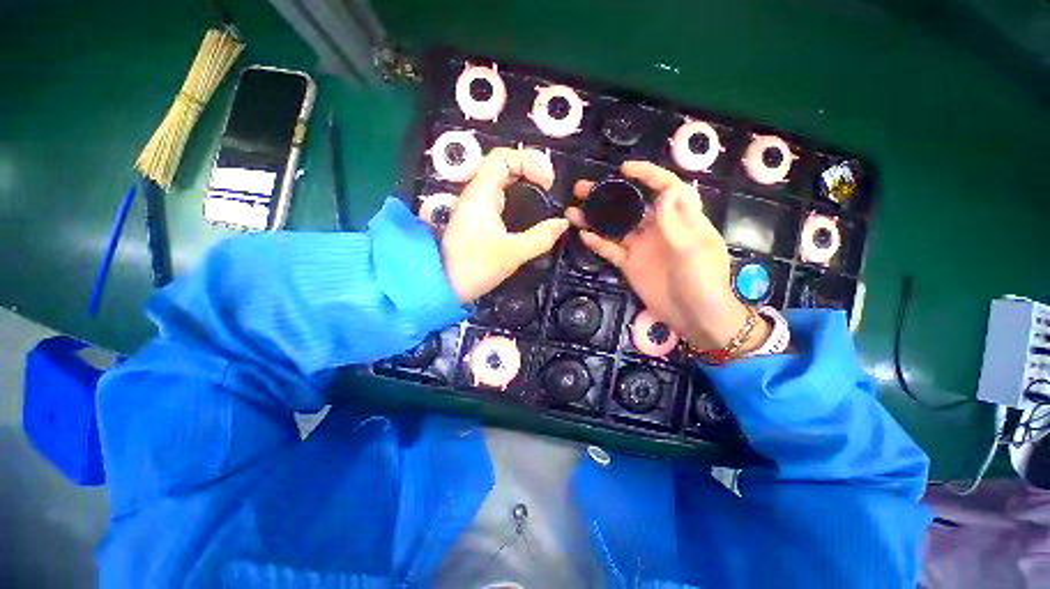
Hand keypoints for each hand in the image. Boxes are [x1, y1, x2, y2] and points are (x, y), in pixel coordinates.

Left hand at [442, 147, 568, 302]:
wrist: (443, 285)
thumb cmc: (474, 267)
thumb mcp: (512, 253)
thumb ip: (540, 238)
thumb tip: (562, 224)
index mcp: (481, 194)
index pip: (503, 157)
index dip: (529, 162)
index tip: (546, 184)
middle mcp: (476, 194)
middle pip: (502, 165)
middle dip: (529, 170)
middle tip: (548, 188)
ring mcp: (474, 206)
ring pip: (500, 181)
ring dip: (522, 183)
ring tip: (543, 196)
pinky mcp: (476, 219)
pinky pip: (498, 197)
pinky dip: (515, 197)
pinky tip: (527, 212)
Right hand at [566, 161, 768, 352]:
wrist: (696, 317)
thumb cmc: (704, 281)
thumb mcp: (694, 249)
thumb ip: (676, 222)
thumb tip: (667, 191)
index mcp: (681, 219)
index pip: (665, 187)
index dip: (647, 175)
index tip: (624, 170)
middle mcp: (658, 229)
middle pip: (631, 205)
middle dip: (609, 195)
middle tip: (583, 189)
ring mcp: (641, 247)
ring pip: (615, 227)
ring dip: (596, 218)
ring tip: (573, 211)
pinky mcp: (630, 264)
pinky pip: (611, 250)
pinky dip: (598, 243)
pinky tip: (583, 235)